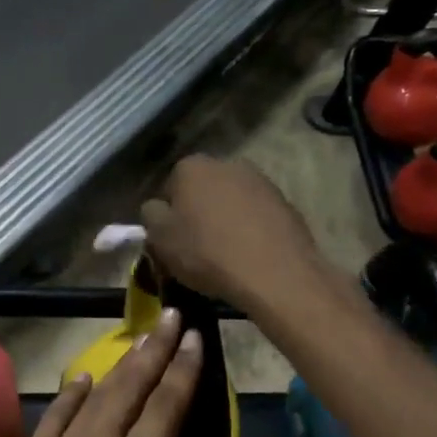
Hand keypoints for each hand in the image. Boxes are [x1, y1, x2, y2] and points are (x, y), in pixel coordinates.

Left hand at [0, 310, 212, 436]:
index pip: (166, 409)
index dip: (183, 371)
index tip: (195, 338)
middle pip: (131, 388)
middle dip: (155, 349)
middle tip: (172, 317)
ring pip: (96, 394)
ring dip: (120, 364)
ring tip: (140, 338)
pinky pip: (54, 414)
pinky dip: (72, 393)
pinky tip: (84, 378)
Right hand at [141, 155, 326, 309]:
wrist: (273, 273)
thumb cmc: (206, 253)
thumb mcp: (159, 238)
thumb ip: (150, 215)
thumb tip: (158, 208)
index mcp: (192, 167)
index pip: (168, 189)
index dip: (167, 217)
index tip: (171, 242)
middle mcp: (227, 163)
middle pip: (202, 191)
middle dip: (197, 214)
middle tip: (196, 248)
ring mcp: (261, 181)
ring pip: (231, 202)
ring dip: (225, 221)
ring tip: (224, 255)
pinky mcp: (286, 202)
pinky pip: (256, 216)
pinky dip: (250, 230)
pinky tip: (248, 255)